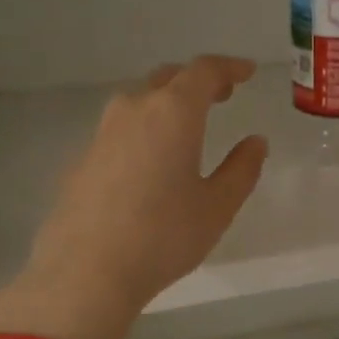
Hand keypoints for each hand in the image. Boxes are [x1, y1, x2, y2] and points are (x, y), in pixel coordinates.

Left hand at [0, 56, 268, 338]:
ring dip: (166, 103)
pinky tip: (149, 161)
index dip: (229, 67)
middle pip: (168, 79)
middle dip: (197, 81)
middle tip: (221, 95)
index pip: (204, 71)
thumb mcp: (216, 207)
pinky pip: (120, 130)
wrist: (86, 271)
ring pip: (139, 101)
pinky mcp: (82, 159)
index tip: (247, 72)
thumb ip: (241, 169)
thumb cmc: (163, 236)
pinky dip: (143, 130)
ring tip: (185, 126)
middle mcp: (134, 110)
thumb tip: (255, 142)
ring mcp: (102, 133)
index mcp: (173, 113)